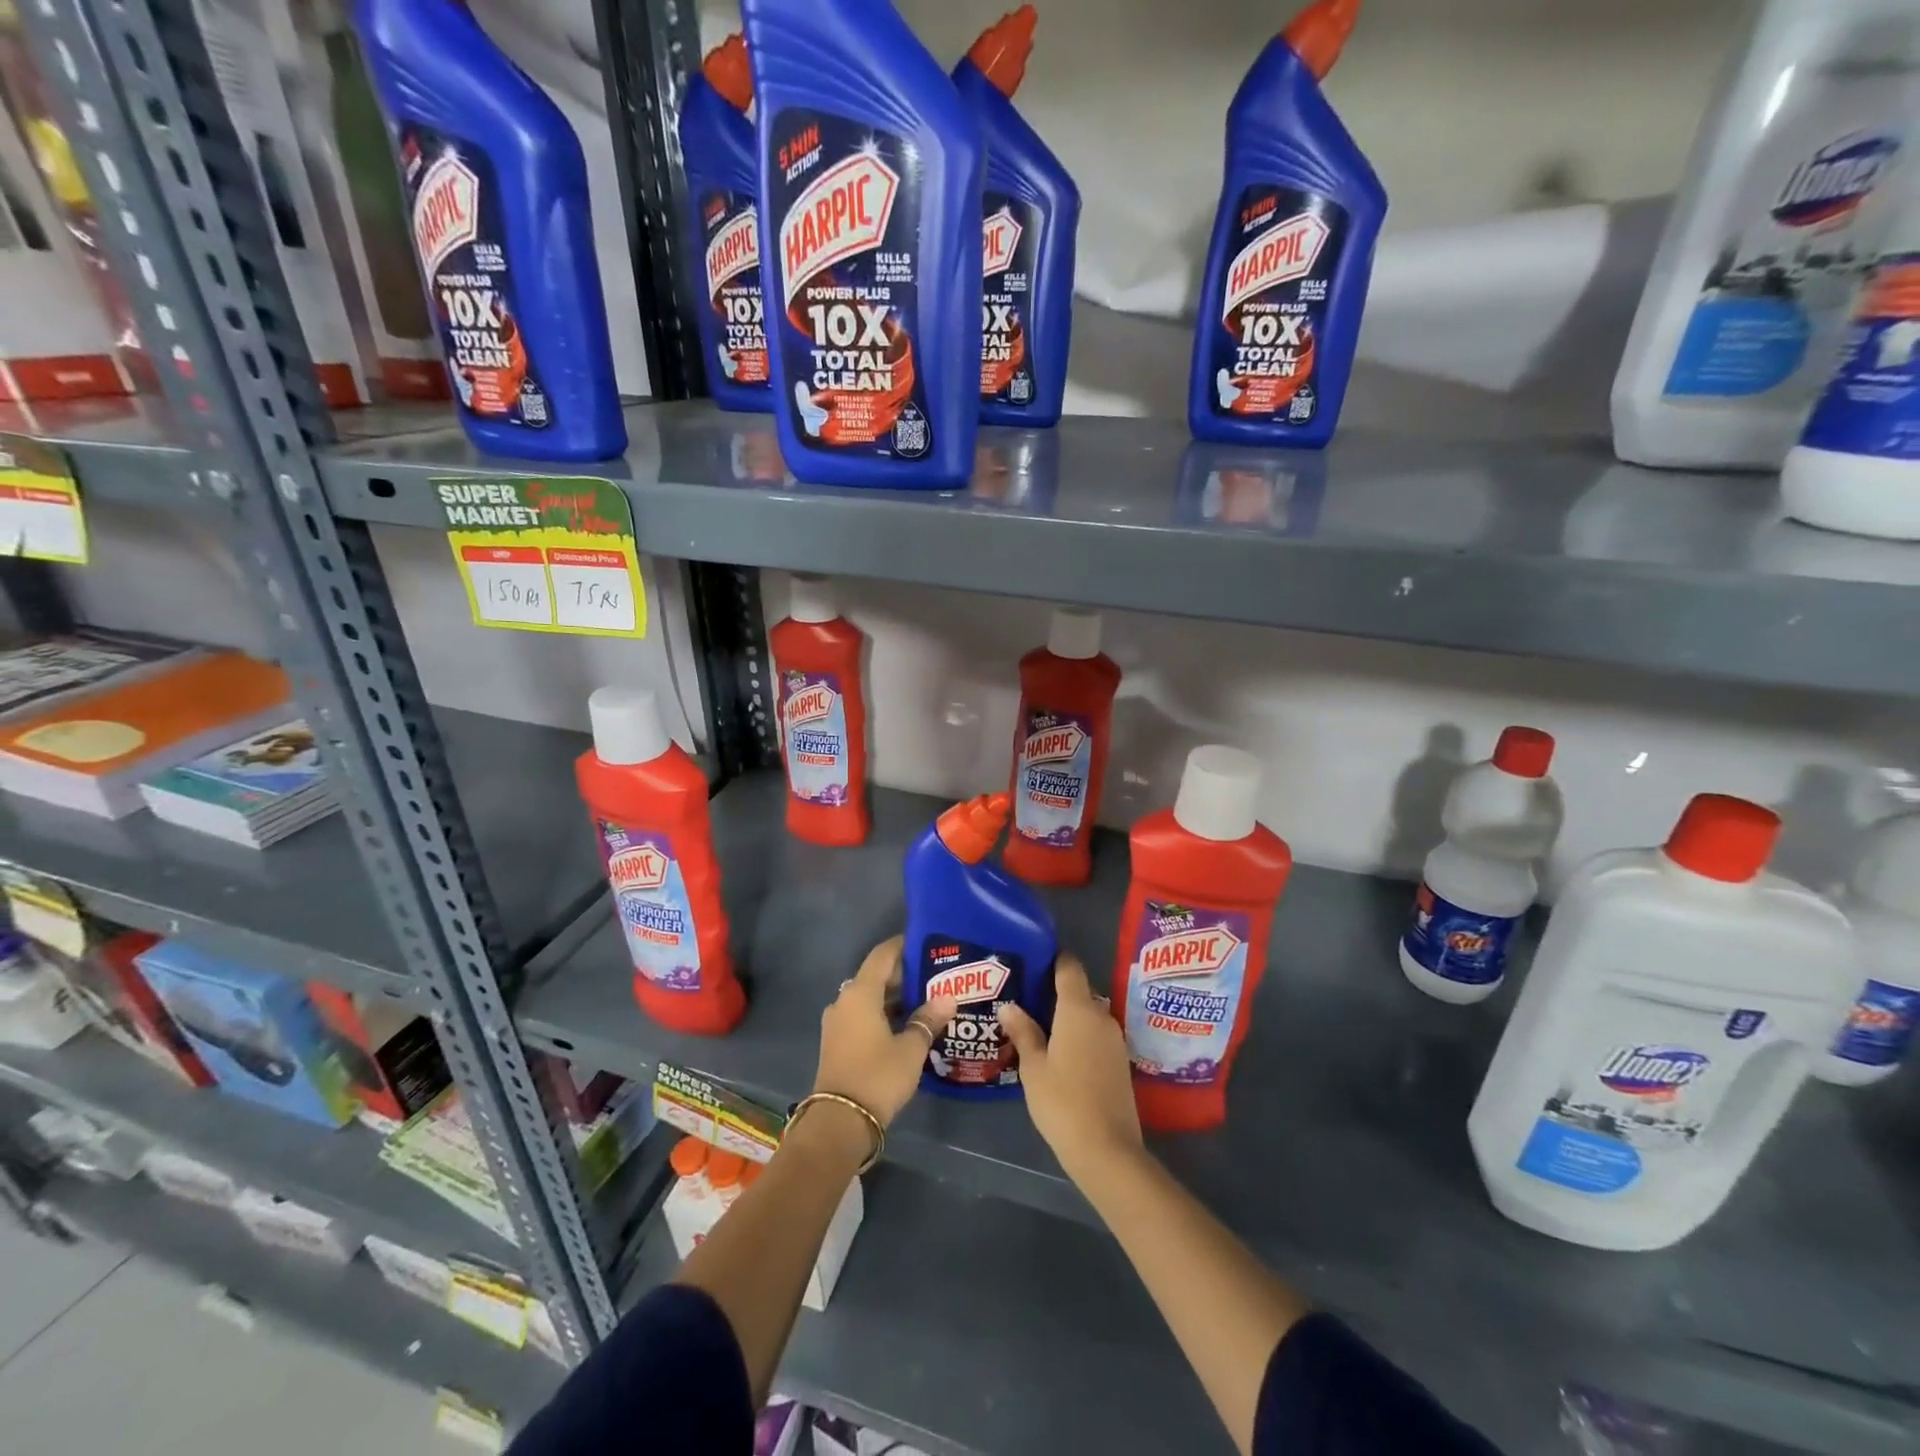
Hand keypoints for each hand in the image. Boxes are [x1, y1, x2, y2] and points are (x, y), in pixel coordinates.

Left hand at [814, 935, 955, 1127]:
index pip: (882, 955)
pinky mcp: (837, 1042)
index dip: (903, 946)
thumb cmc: (878, 1076)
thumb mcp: (911, 1048)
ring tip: (926, 1000)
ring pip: (869, 998)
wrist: (839, 1123)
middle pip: (875, 976)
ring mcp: (837, 1023)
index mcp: (860, 993)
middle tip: (935, 976)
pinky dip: (883, 1014)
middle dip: (904, 975)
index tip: (926, 943)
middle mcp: (844, 1001)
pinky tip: (907, 1024)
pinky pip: (862, 1016)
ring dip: (894, 997)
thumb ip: (928, 1020)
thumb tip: (948, 998)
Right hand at [999, 953, 1142, 1182]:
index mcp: (1078, 1010)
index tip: (1032, 961)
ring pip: (1088, 1014)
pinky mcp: (1120, 1060)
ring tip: (1037, 1025)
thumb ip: (1023, 1032)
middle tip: (1025, 999)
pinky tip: (1059, 1051)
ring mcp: (1114, 1039)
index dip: (1053, 959)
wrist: (1108, 1150)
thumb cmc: (1063, 1102)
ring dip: (1067, 1016)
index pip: (1069, 967)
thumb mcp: (1033, 1068)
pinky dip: (1079, 1034)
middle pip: (1078, 990)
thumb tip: (1009, 1006)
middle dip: (1055, 991)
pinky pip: (1096, 1034)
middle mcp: (1101, 1016)